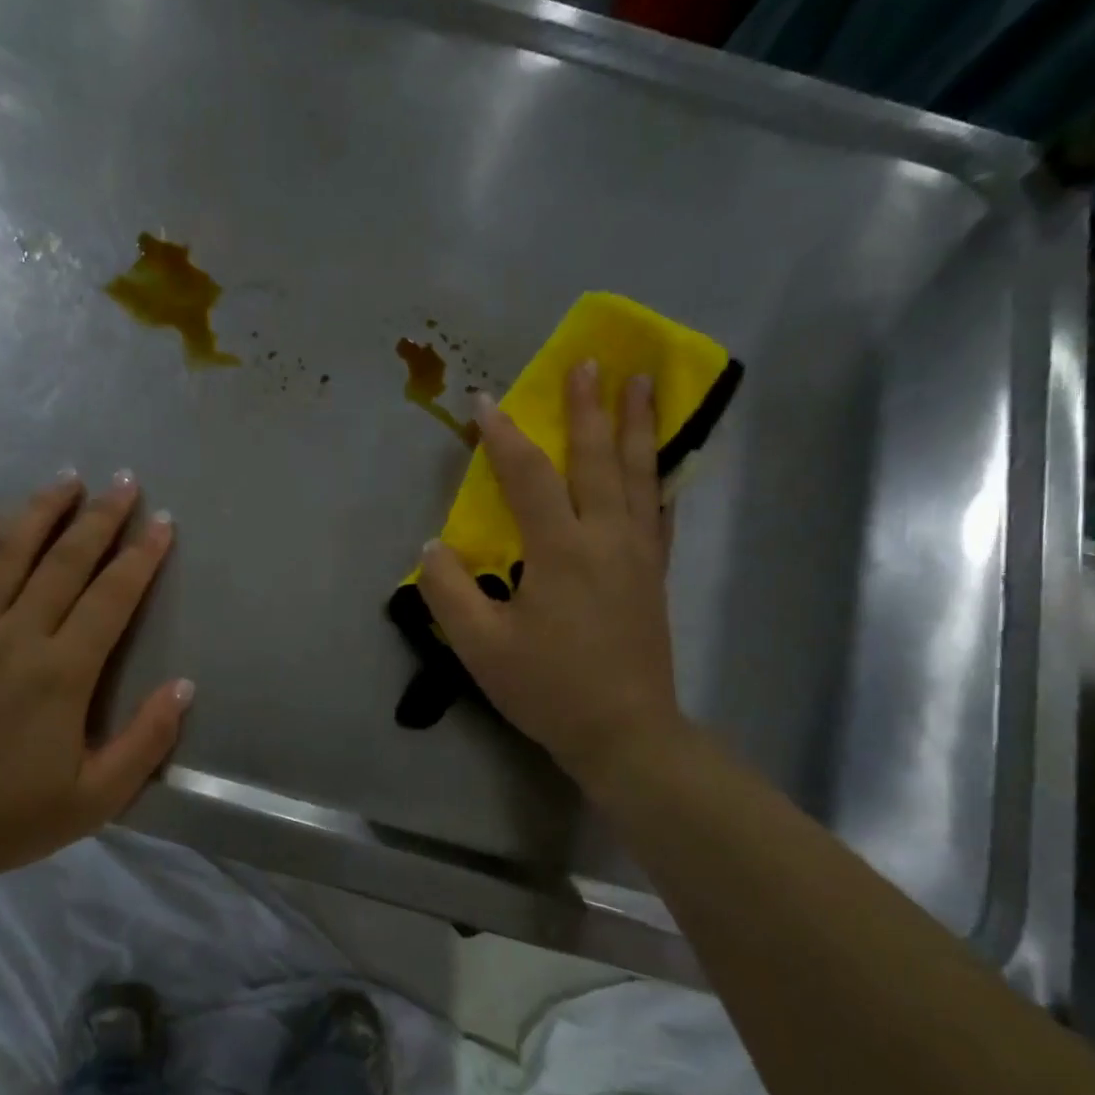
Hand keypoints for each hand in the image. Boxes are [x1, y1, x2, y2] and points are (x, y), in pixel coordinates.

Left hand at [0, 473, 192, 887]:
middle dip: (101, 519)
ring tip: (67, 479)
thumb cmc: (9, 819)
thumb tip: (185, 686)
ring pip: (7, 556)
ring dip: (41, 513)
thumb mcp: (96, 798)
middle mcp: (14, 638)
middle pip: (65, 563)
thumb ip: (146, 741)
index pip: (112, 598)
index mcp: (62, 674)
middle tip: (125, 482)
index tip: (162, 523)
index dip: (142, 557)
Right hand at [416, 363, 688, 793]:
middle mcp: (605, 538)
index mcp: (560, 550)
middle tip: (590, 361)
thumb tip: (433, 546)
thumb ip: (449, 591)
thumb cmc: (548, 688)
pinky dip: (659, 478)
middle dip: (589, 407)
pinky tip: (661, 463)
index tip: (485, 400)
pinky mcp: (655, 574)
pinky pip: (660, 512)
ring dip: (636, 426)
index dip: (503, 434)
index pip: (527, 476)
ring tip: (640, 384)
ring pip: (640, 475)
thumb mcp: (481, 646)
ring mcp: (638, 554)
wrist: (624, 733)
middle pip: (597, 459)